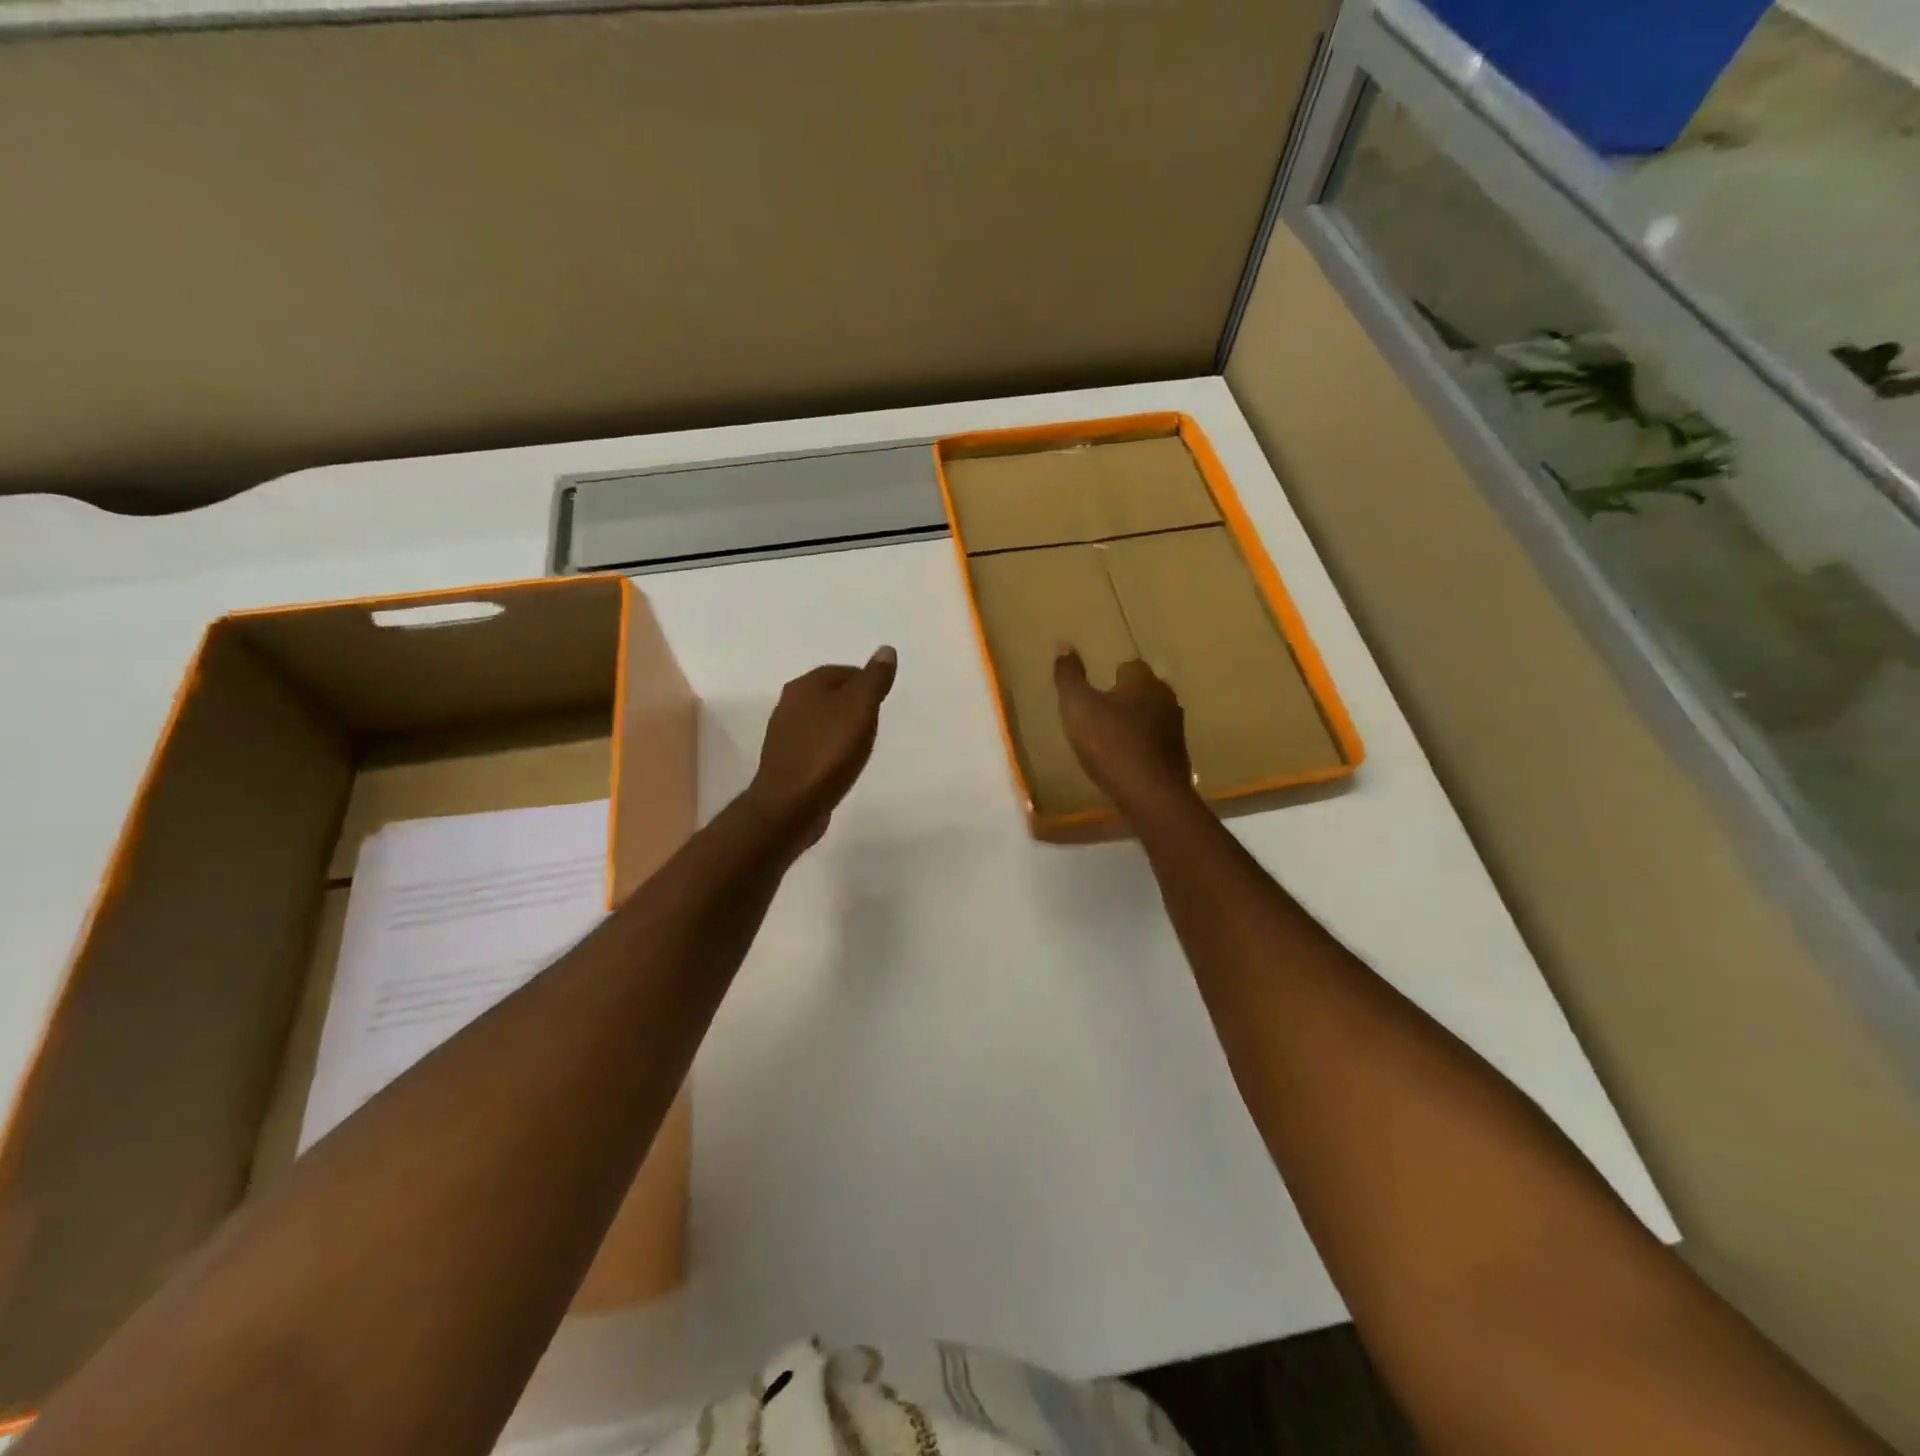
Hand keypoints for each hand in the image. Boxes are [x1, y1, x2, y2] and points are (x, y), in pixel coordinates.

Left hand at [746, 647, 898, 847]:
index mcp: (806, 685)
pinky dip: (830, 749)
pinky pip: (814, 745)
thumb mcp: (860, 709)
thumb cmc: (828, 752)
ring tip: (862, 743)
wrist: (790, 805)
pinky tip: (842, 763)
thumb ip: (874, 679)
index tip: (884, 699)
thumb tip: (886, 649)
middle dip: (853, 704)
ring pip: (821, 720)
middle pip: (829, 694)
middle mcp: (789, 704)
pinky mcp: (786, 762)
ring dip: (841, 727)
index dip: (866, 681)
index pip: (843, 671)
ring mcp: (784, 735)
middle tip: (876, 720)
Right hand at [1054, 650, 1194, 814]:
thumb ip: (1069, 676)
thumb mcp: (1078, 707)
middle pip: (1143, 691)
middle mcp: (1166, 698)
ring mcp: (1176, 729)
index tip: (1094, 691)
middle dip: (1124, 698)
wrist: (1150, 795)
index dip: (1110, 676)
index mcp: (1144, 681)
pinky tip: (1125, 760)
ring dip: (1134, 723)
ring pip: (1151, 717)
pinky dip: (1141, 747)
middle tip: (1099, 713)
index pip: (1129, 666)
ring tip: (1109, 738)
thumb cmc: (1110, 744)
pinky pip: (1155, 743)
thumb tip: (1064, 645)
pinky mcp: (1178, 757)